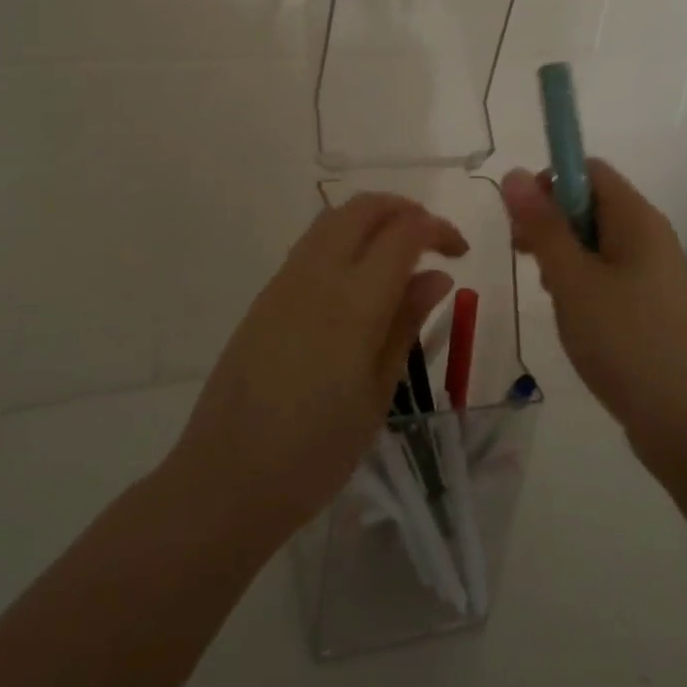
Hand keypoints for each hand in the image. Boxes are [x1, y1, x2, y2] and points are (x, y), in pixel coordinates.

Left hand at [169, 193, 467, 542]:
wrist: (226, 478)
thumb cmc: (315, 452)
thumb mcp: (377, 394)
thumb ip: (406, 324)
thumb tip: (436, 275)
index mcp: (353, 302)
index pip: (403, 232)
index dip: (437, 228)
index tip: (460, 251)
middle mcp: (317, 275)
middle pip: (364, 208)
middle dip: (404, 209)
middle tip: (432, 241)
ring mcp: (285, 280)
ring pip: (334, 218)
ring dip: (372, 219)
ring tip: (399, 254)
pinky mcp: (266, 295)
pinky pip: (312, 244)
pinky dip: (344, 238)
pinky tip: (358, 278)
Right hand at [501, 160, 686, 461]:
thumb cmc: (627, 341)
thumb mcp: (573, 279)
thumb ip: (542, 225)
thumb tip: (514, 172)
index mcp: (636, 218)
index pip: (588, 170)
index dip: (550, 183)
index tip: (523, 221)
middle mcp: (648, 236)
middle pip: (589, 204)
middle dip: (551, 223)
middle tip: (527, 259)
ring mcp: (652, 273)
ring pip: (594, 243)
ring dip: (563, 258)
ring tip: (553, 296)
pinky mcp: (650, 306)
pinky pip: (607, 275)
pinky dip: (581, 285)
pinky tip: (573, 318)